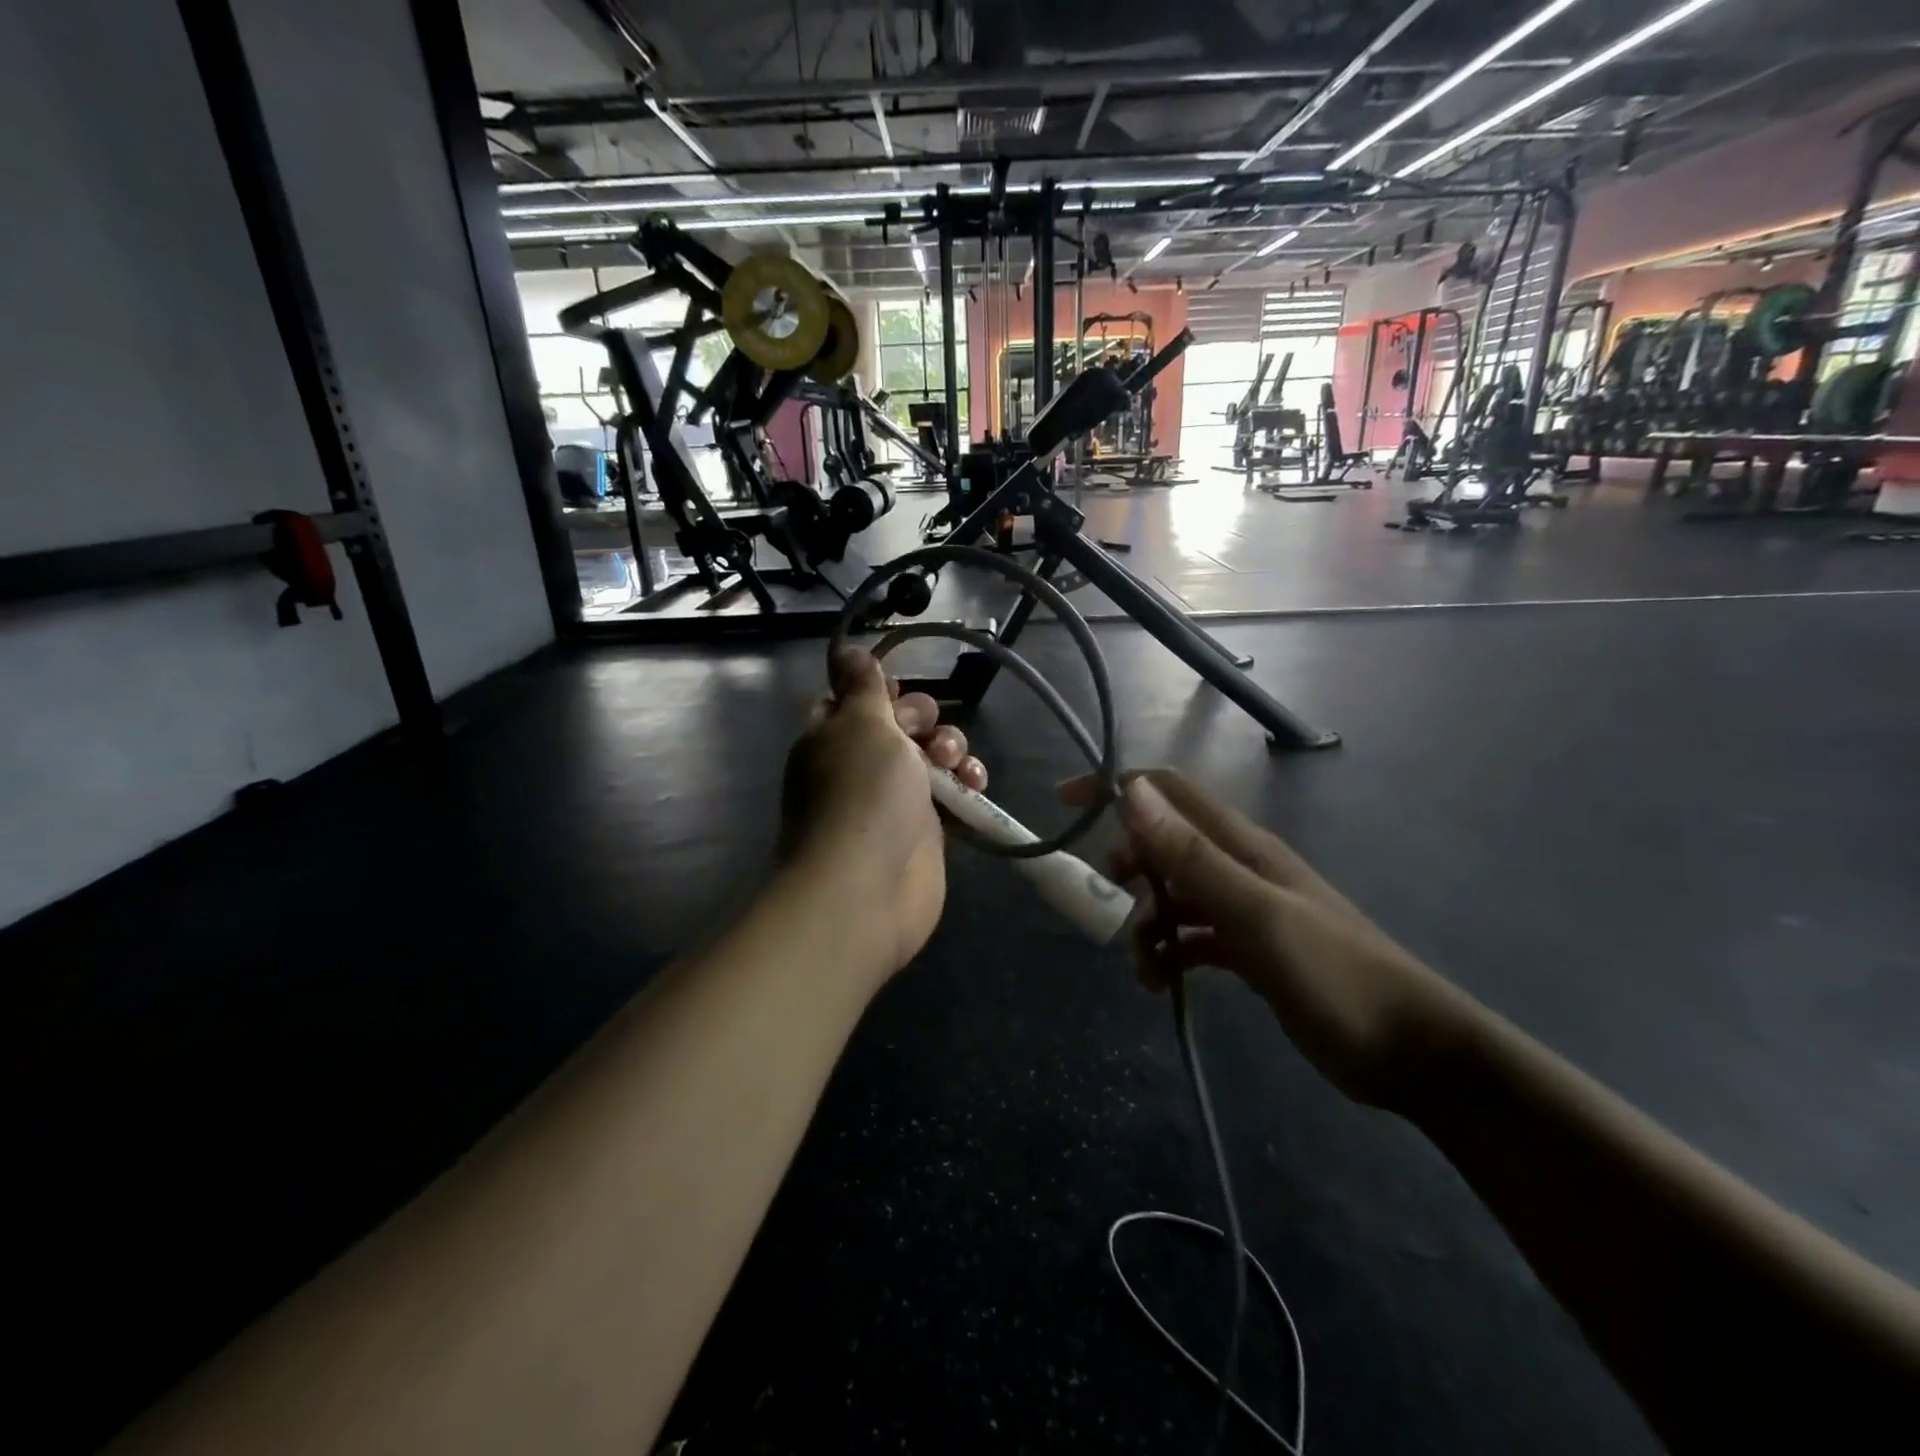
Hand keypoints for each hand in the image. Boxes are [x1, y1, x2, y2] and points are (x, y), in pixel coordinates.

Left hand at [781, 648, 987, 978]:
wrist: (867, 888)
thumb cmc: (861, 793)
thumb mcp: (861, 723)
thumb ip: (862, 685)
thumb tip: (845, 649)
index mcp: (830, 737)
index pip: (850, 700)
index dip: (878, 690)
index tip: (897, 691)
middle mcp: (858, 766)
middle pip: (899, 724)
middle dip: (923, 719)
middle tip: (924, 734)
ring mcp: (891, 800)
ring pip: (930, 756)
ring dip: (951, 749)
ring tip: (955, 764)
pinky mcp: (924, 829)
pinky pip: (951, 794)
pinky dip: (966, 784)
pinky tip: (976, 783)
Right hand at [1063, 770, 1470, 1108]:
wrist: (1411, 1050)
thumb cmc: (1334, 975)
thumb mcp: (1256, 914)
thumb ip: (1193, 856)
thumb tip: (1134, 794)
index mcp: (1241, 845)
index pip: (1169, 791)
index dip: (1117, 787)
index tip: (1066, 803)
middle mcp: (1239, 866)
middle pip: (1164, 842)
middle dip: (1128, 864)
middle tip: (1112, 900)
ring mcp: (1245, 908)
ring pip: (1174, 893)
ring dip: (1147, 920)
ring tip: (1144, 967)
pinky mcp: (1249, 949)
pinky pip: (1191, 937)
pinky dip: (1169, 952)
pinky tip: (1162, 983)